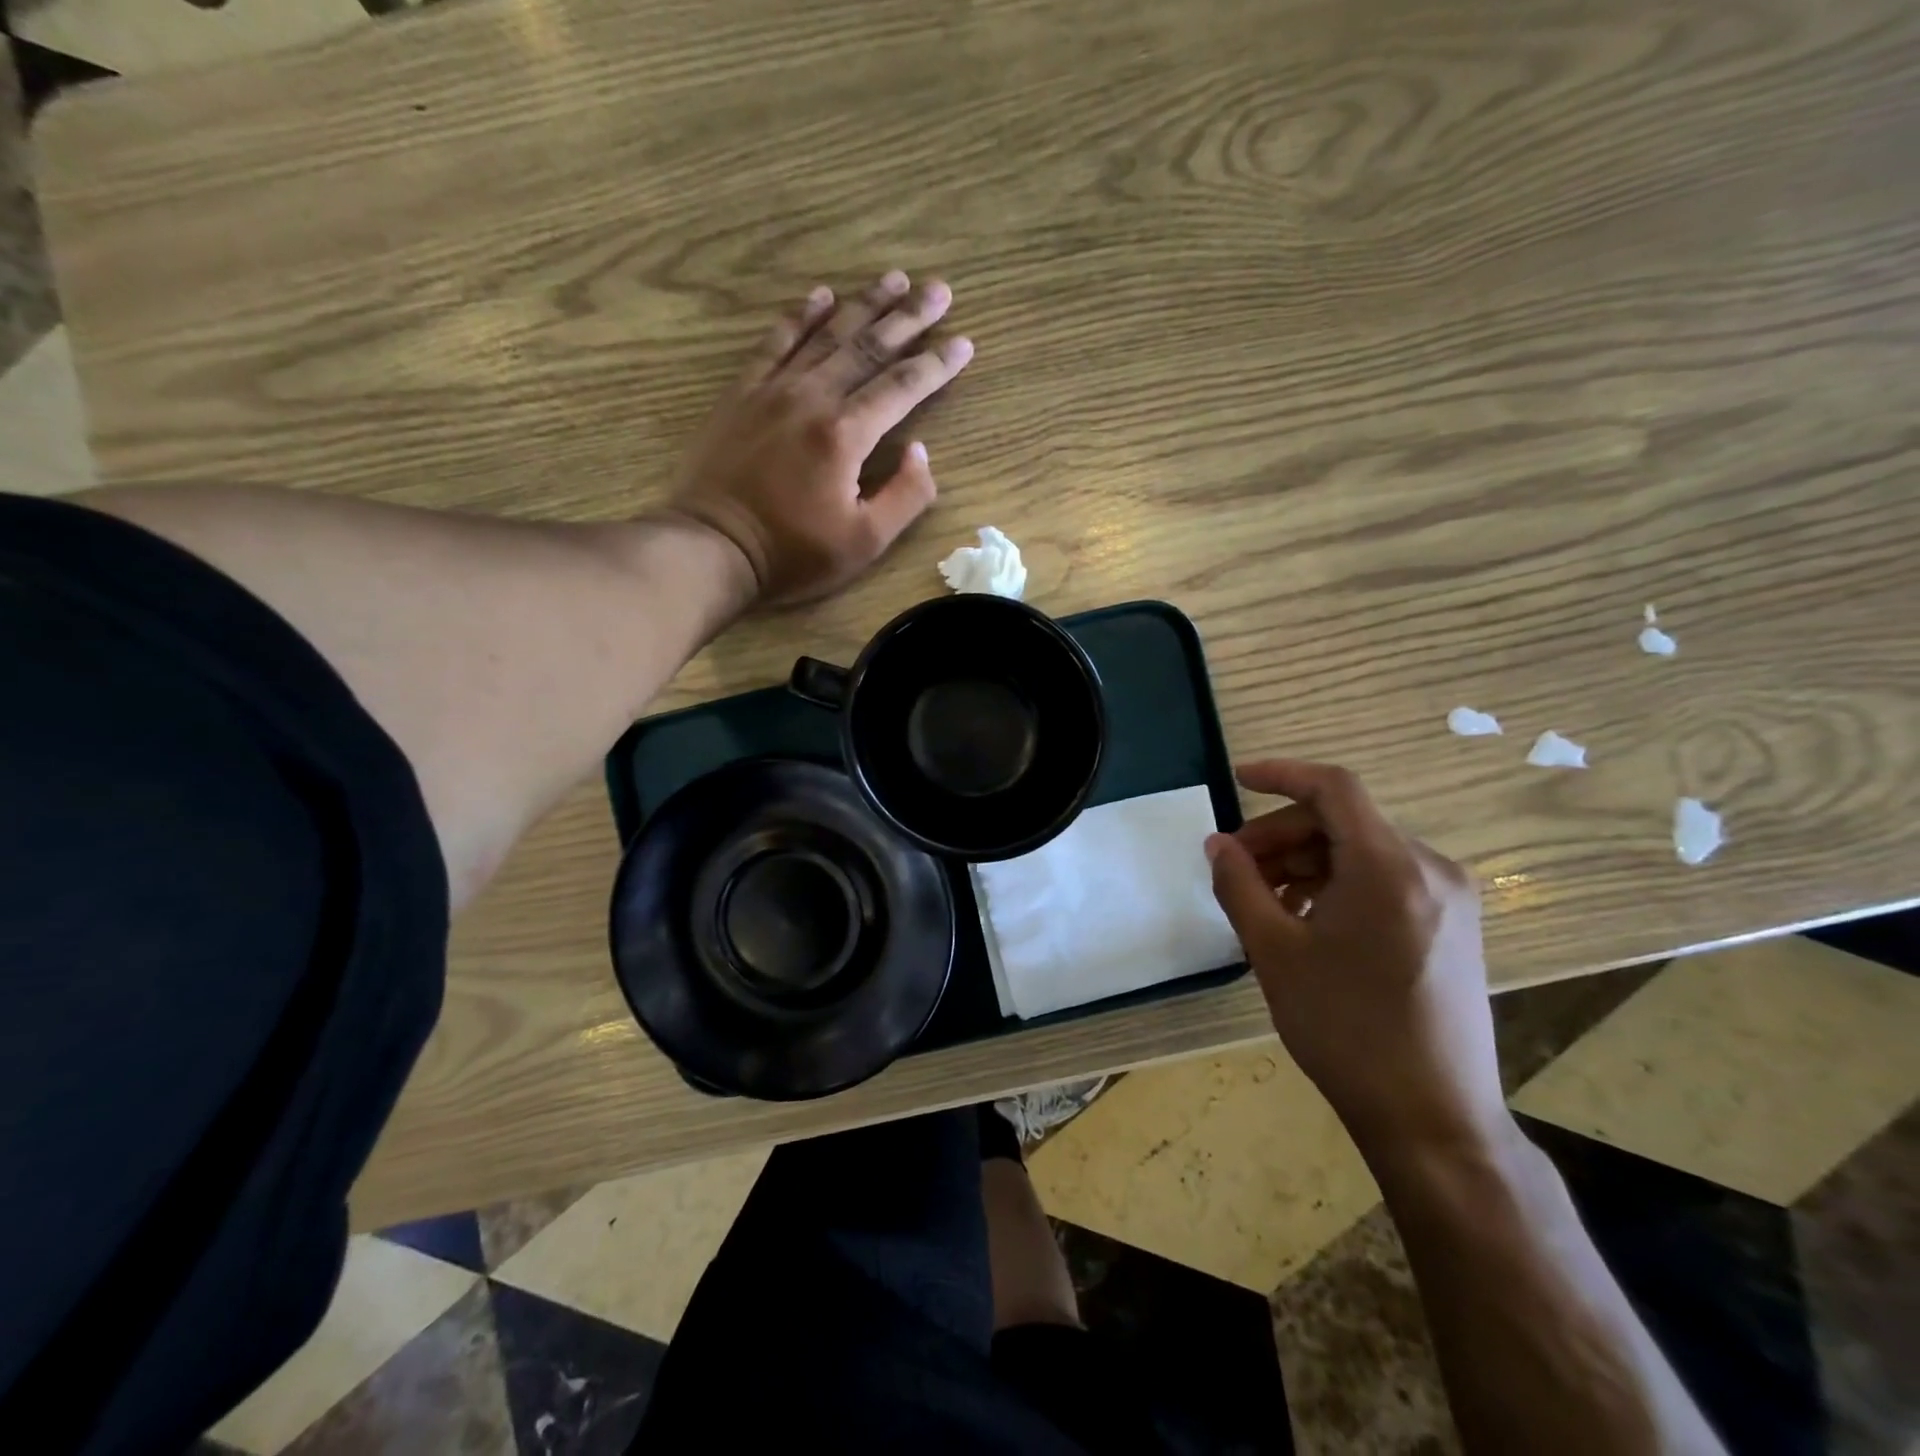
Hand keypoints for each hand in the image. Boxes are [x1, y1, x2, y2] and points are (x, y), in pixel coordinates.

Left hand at [668, 272, 974, 604]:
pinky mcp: (742, 394)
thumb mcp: (865, 542)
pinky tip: (821, 295)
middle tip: (939, 289)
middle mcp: (812, 398)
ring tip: (894, 278)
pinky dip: (801, 316)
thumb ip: (905, 496)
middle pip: (869, 347)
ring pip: (827, 335)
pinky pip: (775, 342)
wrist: (712, 547)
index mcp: (846, 435)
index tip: (964, 342)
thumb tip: (920, 451)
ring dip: (864, 304)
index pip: (902, 387)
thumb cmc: (793, 553)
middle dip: (908, 317)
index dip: (936, 364)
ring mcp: (773, 390)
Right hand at [1205, 760, 1507, 1158]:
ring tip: (1264, 899)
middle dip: (1282, 835)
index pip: (1333, 788)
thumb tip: (1217, 844)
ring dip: (1307, 862)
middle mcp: (1430, 869)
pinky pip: (1385, 880)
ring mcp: (1449, 898)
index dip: (1280, 774)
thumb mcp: (1274, 951)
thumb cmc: (1345, 1029)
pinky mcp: (1454, 926)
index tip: (1236, 779)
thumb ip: (1239, 885)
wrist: (1432, 1117)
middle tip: (1235, 867)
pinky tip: (1306, 919)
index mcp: (1389, 867)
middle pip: (1344, 822)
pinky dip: (1338, 884)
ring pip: (1363, 852)